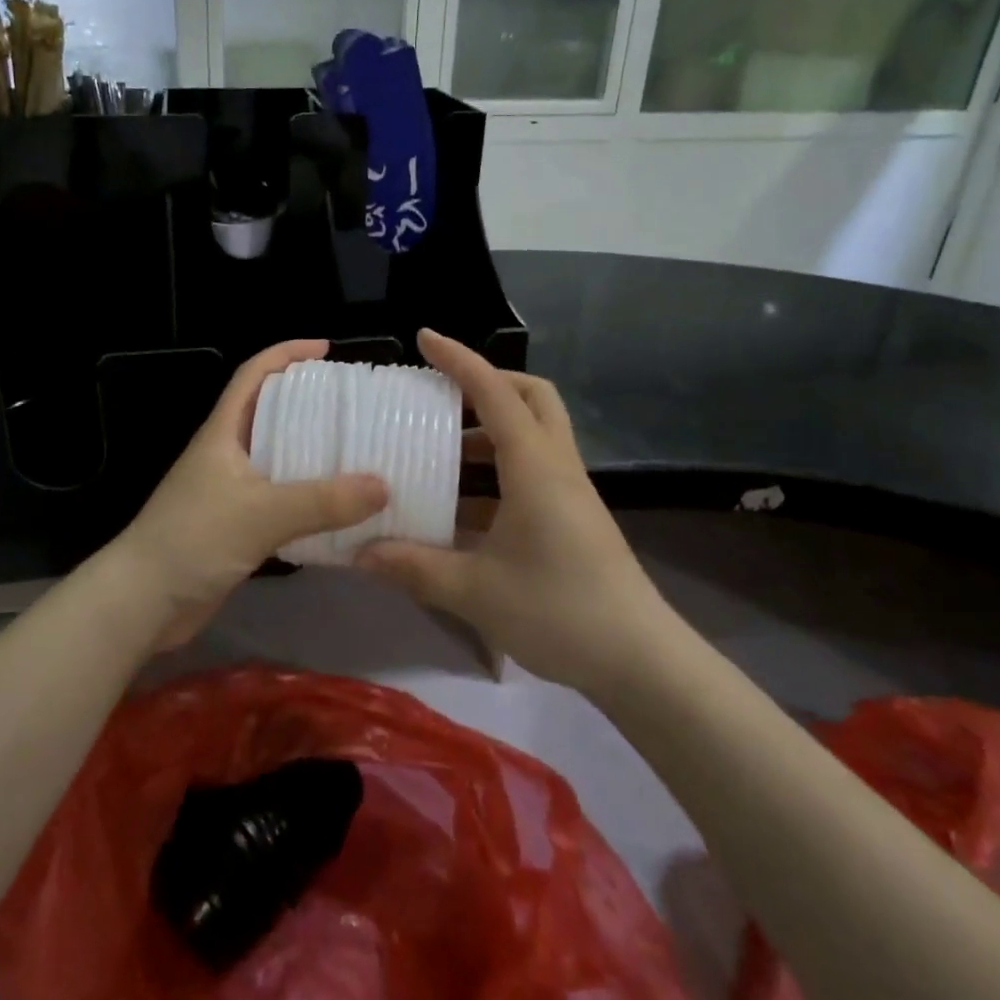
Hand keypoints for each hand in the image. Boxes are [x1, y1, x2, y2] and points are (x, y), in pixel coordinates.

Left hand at [101, 339, 386, 649]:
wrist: (143, 602)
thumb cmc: (193, 539)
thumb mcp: (261, 513)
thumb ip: (322, 500)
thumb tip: (383, 485)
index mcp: (223, 432)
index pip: (253, 374)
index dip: (286, 354)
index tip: (326, 349)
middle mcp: (227, 453)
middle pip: (270, 412)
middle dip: (309, 402)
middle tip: (354, 405)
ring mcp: (230, 490)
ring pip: (278, 457)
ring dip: (312, 452)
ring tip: (358, 451)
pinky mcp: (237, 525)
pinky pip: (281, 499)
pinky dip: (309, 497)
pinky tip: (339, 507)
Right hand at [355, 330, 666, 692]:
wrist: (640, 661)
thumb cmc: (559, 611)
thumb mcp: (475, 590)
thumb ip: (413, 567)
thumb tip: (359, 553)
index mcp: (534, 465)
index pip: (493, 391)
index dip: (458, 359)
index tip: (425, 338)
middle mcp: (555, 465)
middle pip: (531, 395)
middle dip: (487, 382)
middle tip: (441, 395)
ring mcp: (569, 491)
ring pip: (534, 432)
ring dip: (489, 429)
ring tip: (439, 450)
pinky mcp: (572, 516)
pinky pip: (533, 469)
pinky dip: (497, 469)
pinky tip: (461, 507)